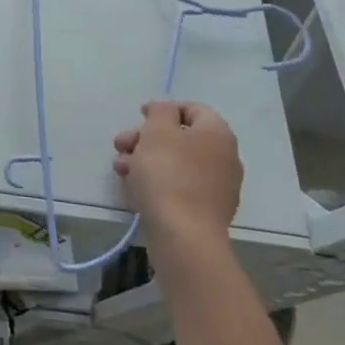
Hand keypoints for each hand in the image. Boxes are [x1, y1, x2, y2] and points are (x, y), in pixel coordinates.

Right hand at [113, 101, 243, 253]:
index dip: (164, 108)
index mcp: (217, 133)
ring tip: (120, 168)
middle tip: (121, 144)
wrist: (183, 237)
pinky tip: (134, 187)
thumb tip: (166, 110)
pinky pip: (180, 186)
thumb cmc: (168, 174)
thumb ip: (161, 111)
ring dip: (146, 159)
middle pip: (181, 137)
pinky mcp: (207, 211)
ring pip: (177, 163)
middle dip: (147, 137)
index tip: (139, 115)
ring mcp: (218, 187)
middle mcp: (224, 157)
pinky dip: (158, 181)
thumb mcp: (157, 131)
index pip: (193, 109)